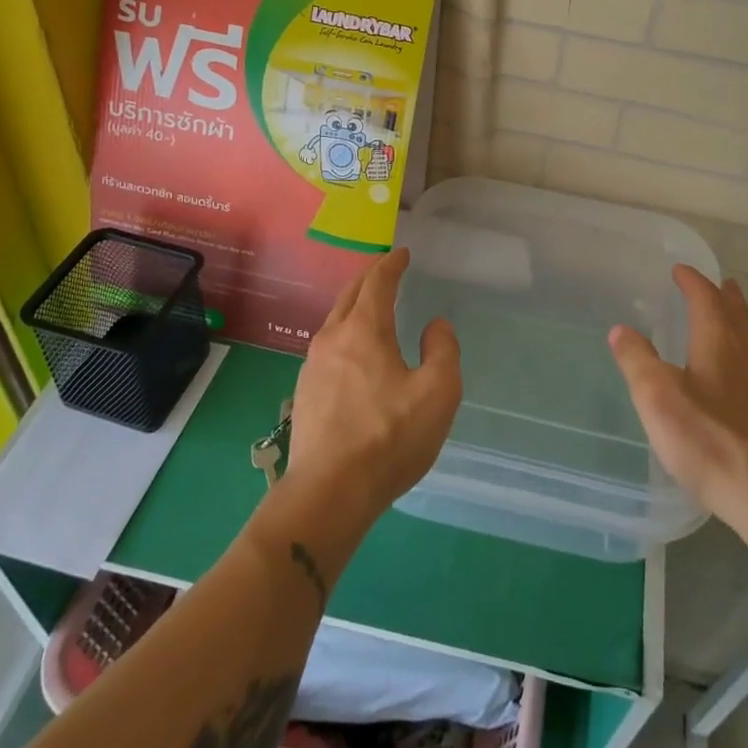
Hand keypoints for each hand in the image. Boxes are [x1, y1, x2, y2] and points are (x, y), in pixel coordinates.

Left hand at [286, 249, 461, 527]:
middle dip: (369, 278)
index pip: (377, 282)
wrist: (328, 493)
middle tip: (386, 271)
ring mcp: (312, 366)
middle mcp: (333, 339)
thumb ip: (443, 350)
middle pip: (350, 295)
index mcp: (364, 330)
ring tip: (371, 309)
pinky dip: (345, 334)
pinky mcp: (304, 393)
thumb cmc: (389, 438)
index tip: (402, 253)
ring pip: (335, 321)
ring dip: (354, 306)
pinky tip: (354, 354)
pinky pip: (328, 348)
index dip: (391, 264)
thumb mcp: (438, 393)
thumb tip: (434, 325)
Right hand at [609, 266, 747, 522]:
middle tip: (716, 283)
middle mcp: (745, 354)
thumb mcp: (657, 395)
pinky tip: (732, 371)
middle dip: (723, 295)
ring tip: (726, 316)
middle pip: (736, 313)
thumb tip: (621, 329)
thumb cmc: (706, 437)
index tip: (679, 270)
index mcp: (718, 341)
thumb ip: (636, 359)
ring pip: (747, 338)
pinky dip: (739, 349)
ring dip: (735, 320)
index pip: (706, 298)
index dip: (692, 281)